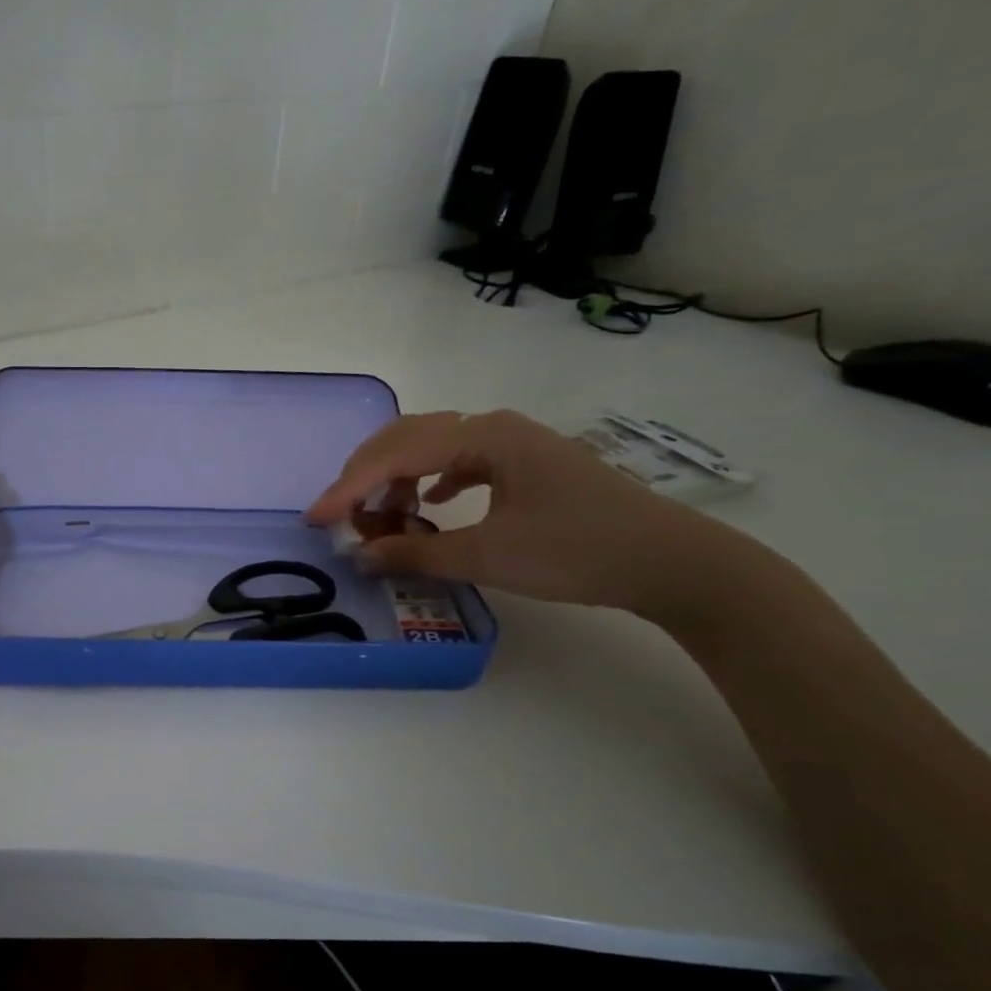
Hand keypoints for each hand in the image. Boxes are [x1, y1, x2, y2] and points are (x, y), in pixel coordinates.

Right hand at [305, 410, 750, 621]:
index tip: (317, 519)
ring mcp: (513, 443)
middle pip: (407, 438)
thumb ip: (417, 554)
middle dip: (366, 475)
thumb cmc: (579, 551)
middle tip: (341, 514)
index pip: (396, 455)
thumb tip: (361, 557)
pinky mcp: (526, 464)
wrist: (673, 562)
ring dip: (397, 478)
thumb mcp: (489, 556)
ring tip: (383, 516)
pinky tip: (430, 504)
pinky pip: (460, 461)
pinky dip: (430, 481)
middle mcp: (493, 428)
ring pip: (432, 448)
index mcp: (484, 437)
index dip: (350, 488)